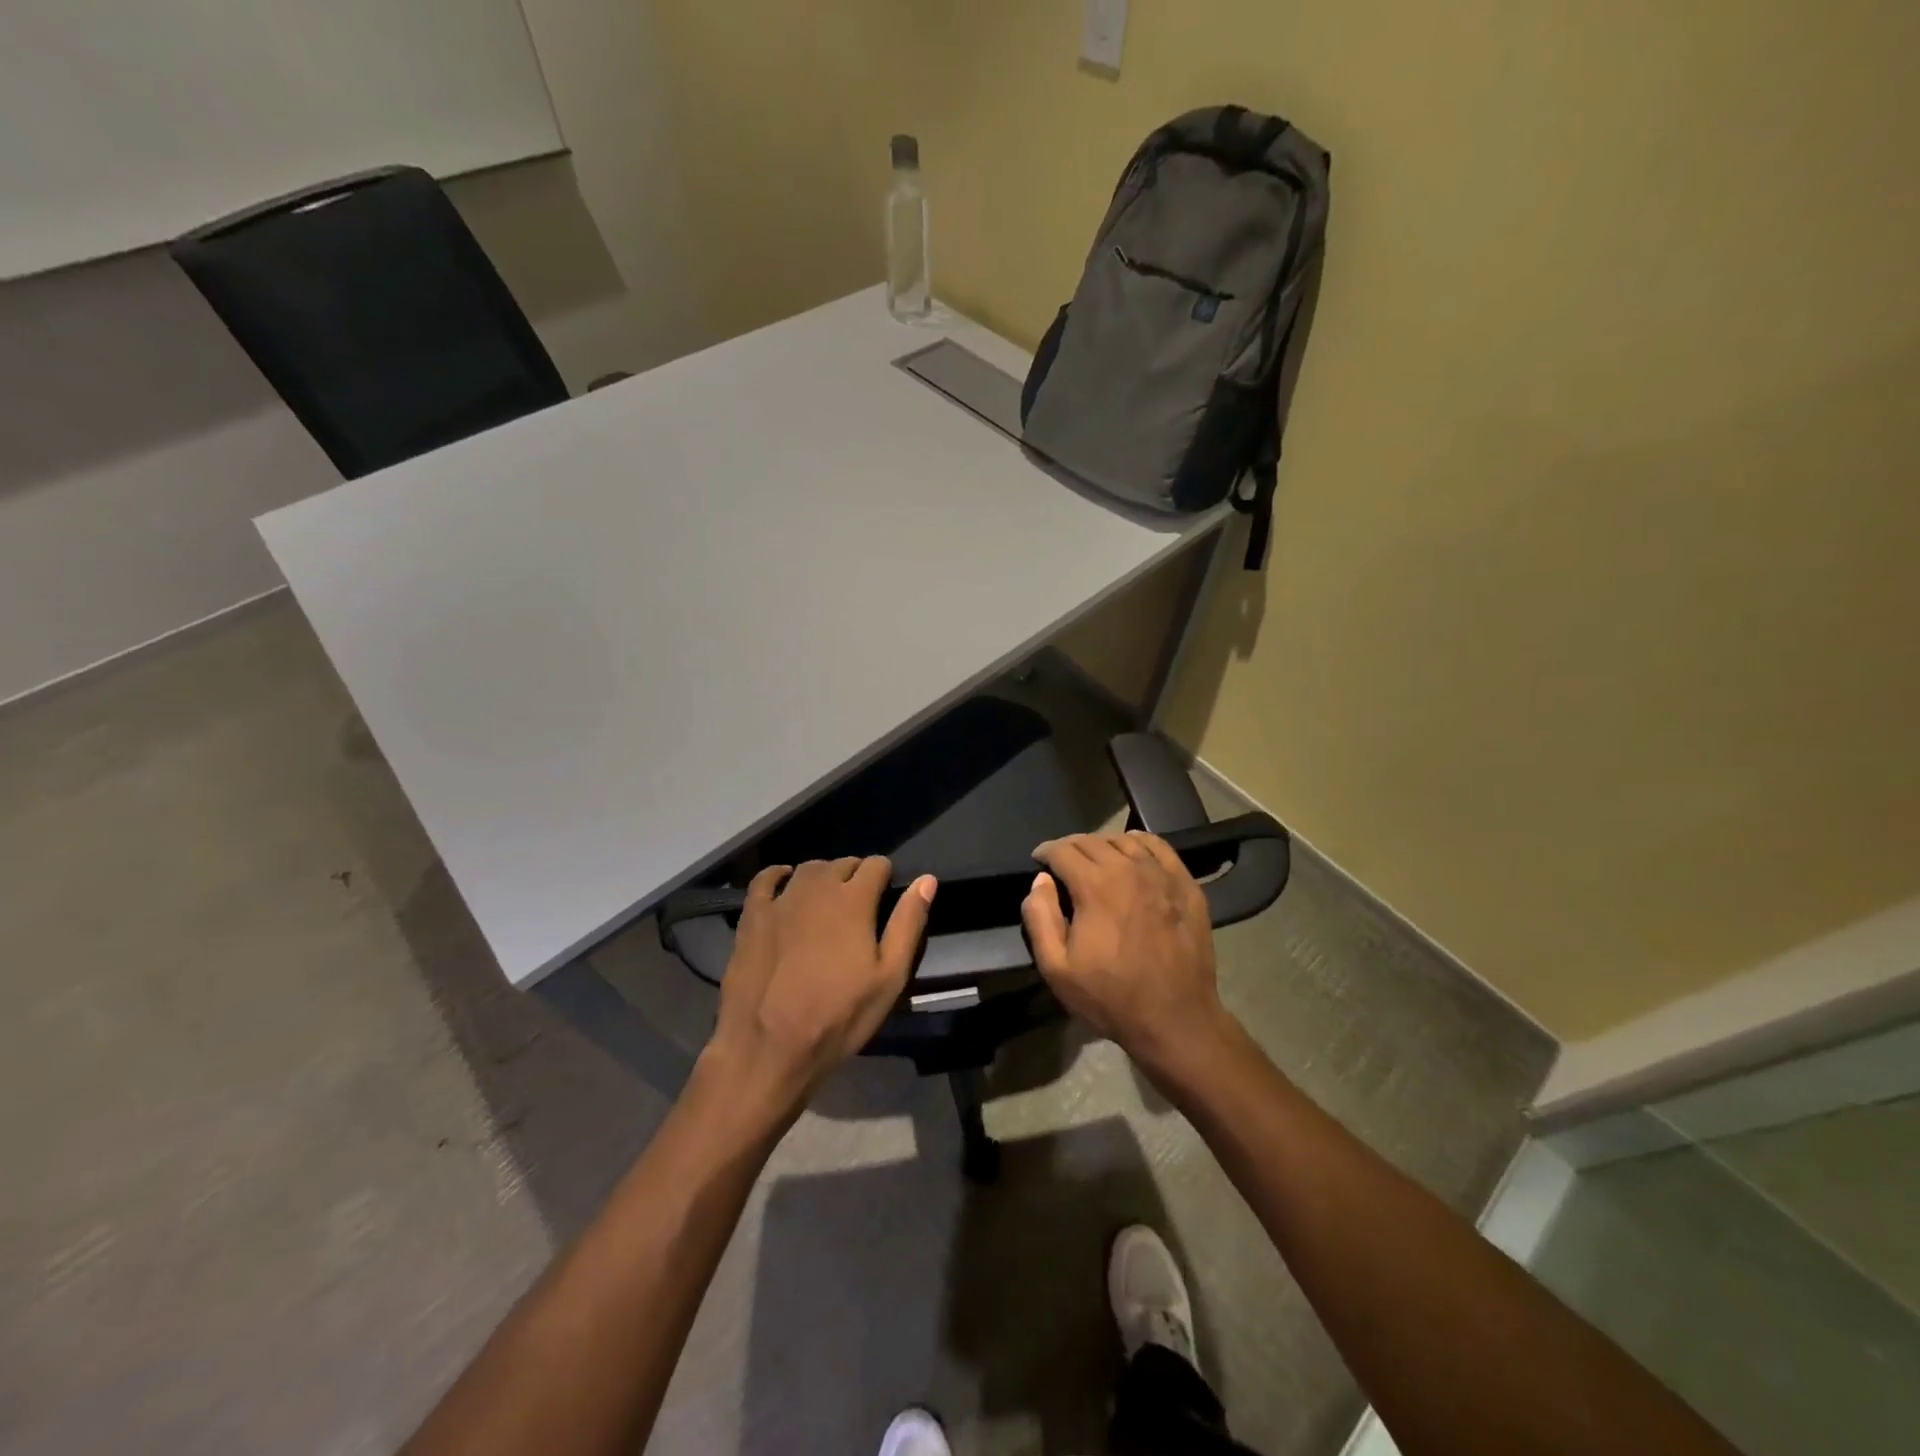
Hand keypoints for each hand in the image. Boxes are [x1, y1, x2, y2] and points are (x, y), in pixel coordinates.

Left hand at [703, 857, 935, 1126]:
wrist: (768, 1047)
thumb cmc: (838, 1016)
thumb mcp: (889, 978)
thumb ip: (908, 923)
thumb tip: (926, 880)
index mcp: (854, 900)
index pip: (876, 865)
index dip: (885, 877)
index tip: (886, 896)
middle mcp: (817, 888)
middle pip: (842, 864)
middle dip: (855, 876)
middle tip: (860, 907)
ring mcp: (780, 900)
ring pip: (808, 869)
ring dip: (823, 876)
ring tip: (827, 901)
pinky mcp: (751, 916)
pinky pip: (765, 879)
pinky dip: (779, 875)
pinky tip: (785, 885)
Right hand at [1022, 832, 1231, 1078]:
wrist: (1175, 1019)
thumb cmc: (1111, 997)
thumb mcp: (1057, 968)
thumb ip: (1040, 918)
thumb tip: (1040, 881)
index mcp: (1095, 886)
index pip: (1063, 850)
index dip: (1045, 852)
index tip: (1038, 861)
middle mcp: (1128, 869)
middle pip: (1091, 841)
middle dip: (1070, 847)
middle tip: (1061, 863)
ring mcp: (1161, 875)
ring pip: (1125, 839)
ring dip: (1102, 844)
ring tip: (1094, 859)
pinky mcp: (1186, 885)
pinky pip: (1159, 847)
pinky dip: (1139, 842)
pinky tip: (1132, 852)